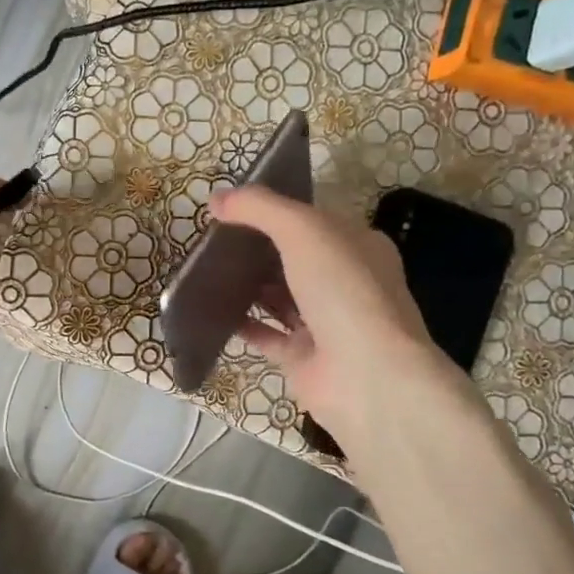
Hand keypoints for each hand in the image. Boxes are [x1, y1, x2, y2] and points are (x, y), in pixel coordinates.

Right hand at [209, 186, 462, 440]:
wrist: (366, 375)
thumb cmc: (344, 290)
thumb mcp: (303, 230)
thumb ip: (259, 208)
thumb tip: (216, 197)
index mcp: (359, 247)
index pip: (315, 221)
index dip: (277, 211)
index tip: (234, 207)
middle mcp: (346, 284)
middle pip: (295, 259)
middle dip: (258, 249)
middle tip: (213, 238)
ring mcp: (325, 324)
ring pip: (280, 297)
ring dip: (248, 285)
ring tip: (206, 270)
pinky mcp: (302, 358)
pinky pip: (265, 335)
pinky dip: (241, 323)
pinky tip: (211, 309)